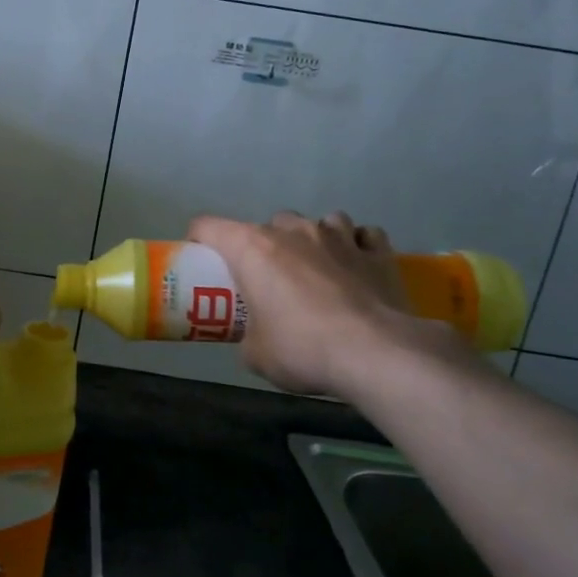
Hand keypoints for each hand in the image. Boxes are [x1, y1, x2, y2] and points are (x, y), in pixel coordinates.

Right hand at [188, 211, 461, 400]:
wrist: (376, 354)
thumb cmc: (302, 349)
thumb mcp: (256, 355)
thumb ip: (249, 336)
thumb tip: (256, 338)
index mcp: (253, 248)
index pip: (209, 226)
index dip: (200, 240)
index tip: (204, 261)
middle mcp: (293, 231)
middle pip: (269, 223)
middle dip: (266, 245)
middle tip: (269, 278)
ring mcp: (338, 236)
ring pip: (320, 221)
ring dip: (315, 239)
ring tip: (318, 266)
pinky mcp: (377, 251)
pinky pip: (364, 236)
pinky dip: (358, 246)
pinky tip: (358, 265)